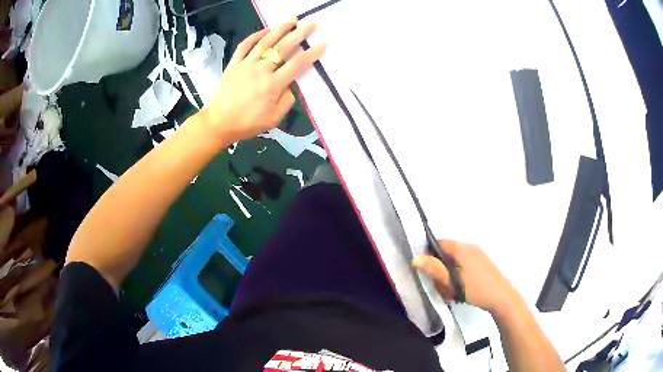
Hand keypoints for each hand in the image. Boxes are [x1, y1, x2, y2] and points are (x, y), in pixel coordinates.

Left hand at [200, 21, 326, 141]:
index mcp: (273, 85)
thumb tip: (289, 85)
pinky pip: (244, 46)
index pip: (297, 65)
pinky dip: (255, 36)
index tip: (323, 43)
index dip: (312, 53)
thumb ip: (286, 100)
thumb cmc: (247, 123)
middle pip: (283, 47)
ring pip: (265, 42)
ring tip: (292, 20)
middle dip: (300, 34)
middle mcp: (261, 70)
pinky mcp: (234, 64)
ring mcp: (246, 64)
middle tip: (311, 24)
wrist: (219, 123)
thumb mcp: (273, 119)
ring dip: (280, 29)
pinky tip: (265, 30)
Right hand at [413, 240, 519, 314]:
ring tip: (450, 292)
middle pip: (446, 254)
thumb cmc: (476, 289)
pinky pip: (463, 267)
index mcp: (462, 248)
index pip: (438, 243)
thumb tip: (415, 258)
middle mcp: (469, 247)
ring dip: (448, 276)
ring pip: (454, 262)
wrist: (501, 298)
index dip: (429, 256)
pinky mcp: (481, 264)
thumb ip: (435, 269)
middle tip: (441, 287)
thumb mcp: (453, 282)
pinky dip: (457, 277)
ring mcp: (477, 255)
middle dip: (440, 270)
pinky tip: (459, 291)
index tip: (427, 273)